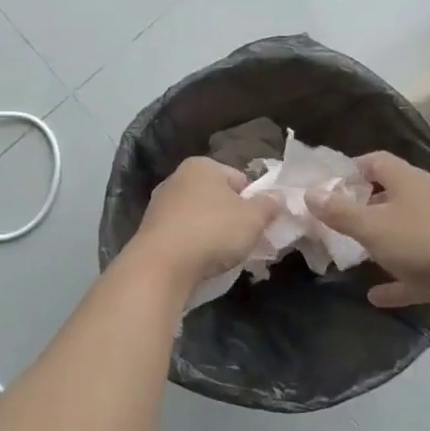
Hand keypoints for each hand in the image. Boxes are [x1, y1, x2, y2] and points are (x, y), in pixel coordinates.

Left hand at [130, 157, 279, 287]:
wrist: (162, 265)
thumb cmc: (213, 231)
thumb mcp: (253, 218)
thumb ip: (269, 205)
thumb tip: (278, 196)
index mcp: (202, 166)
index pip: (239, 179)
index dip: (255, 201)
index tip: (260, 224)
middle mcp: (177, 178)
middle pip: (218, 197)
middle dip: (233, 218)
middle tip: (246, 241)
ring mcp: (160, 204)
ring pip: (199, 216)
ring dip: (213, 232)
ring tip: (224, 256)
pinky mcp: (151, 229)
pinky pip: (183, 233)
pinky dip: (194, 244)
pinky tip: (201, 261)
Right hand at [309, 152, 429, 330]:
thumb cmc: (423, 241)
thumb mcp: (371, 226)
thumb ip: (338, 211)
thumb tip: (309, 193)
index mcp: (407, 181)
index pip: (375, 162)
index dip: (350, 169)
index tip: (324, 186)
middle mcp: (423, 202)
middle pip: (387, 197)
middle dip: (359, 208)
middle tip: (328, 221)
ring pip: (400, 234)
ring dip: (377, 244)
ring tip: (347, 253)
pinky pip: (413, 272)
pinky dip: (395, 281)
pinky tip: (374, 296)